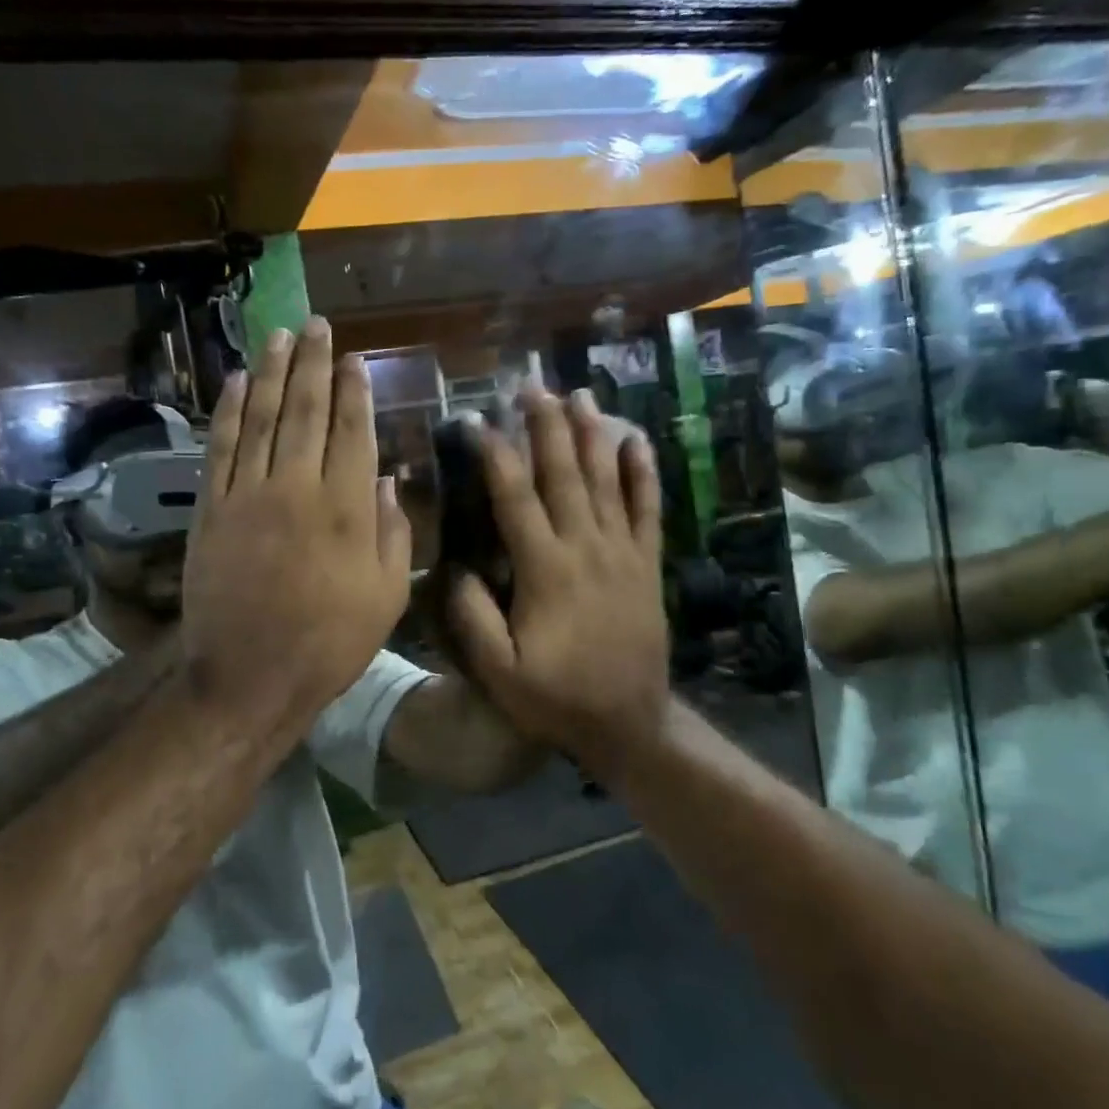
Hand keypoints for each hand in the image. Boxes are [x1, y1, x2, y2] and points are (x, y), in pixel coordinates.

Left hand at [182, 317, 412, 733]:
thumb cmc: (330, 643)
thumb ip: (394, 532)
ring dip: (270, 372)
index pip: (353, 431)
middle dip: (313, 363)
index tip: (353, 358)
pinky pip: (220, 448)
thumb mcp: (388, 596)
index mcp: (348, 508)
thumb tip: (388, 479)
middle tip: (316, 325)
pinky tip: (233, 382)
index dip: (354, 390)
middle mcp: (298, 488)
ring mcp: (249, 495)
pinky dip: (227, 410)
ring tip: (278, 336)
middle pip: (306, 411)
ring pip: (260, 418)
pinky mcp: (211, 509)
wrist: (250, 678)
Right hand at [446, 387, 667, 772]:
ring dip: (591, 435)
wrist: (630, 722)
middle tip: (531, 386)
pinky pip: (648, 509)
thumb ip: (474, 619)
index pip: (515, 498)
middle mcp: (585, 548)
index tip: (476, 420)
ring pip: (606, 480)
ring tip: (579, 395)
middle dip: (545, 426)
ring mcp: (622, 552)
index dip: (494, 454)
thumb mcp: (500, 672)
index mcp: (545, 570)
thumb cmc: (557, 698)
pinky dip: (643, 473)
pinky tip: (637, 441)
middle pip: (563, 474)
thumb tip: (460, 567)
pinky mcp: (646, 564)